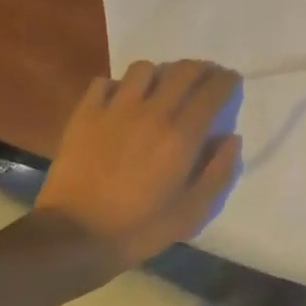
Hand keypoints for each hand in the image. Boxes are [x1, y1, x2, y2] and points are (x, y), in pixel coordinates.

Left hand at [36, 60, 242, 265]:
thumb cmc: (140, 228)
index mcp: (182, 135)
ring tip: (161, 89)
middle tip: (205, 79)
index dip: (227, 81)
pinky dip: (118, 86)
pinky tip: (121, 102)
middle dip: (201, 69)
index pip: (212, 91)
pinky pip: (105, 82)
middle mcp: (152, 112)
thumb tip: (231, 138)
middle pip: (182, 70)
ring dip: (159, 74)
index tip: (232, 81)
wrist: (74, 236)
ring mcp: (115, 110)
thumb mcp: (193, 211)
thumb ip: (219, 172)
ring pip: (144, 69)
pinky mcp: (85, 114)